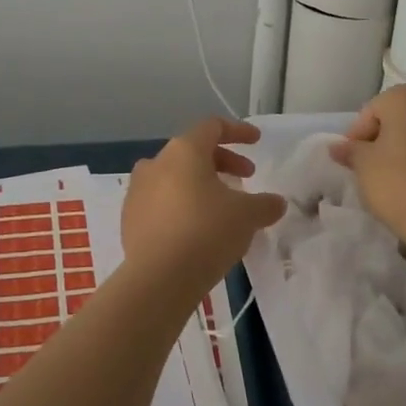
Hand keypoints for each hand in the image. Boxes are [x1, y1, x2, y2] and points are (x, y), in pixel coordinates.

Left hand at [121, 118, 286, 296]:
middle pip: (193, 151)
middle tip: (246, 178)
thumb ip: (265, 204)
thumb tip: (276, 202)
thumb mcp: (247, 216)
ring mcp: (138, 189)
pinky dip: (181, 204)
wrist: (158, 278)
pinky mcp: (129, 217)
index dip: (237, 131)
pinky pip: (161, 201)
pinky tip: (196, 228)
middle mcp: (156, 162)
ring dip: (200, 184)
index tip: (256, 141)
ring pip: (175, 176)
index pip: (212, 127)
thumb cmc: (206, 232)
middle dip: (222, 161)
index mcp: (183, 150)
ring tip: (221, 206)